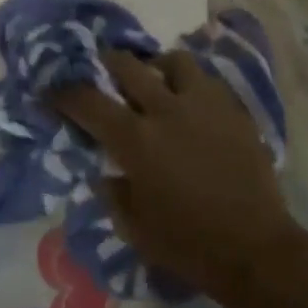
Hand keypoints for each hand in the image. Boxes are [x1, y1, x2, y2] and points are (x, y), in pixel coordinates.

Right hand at [51, 50, 305, 303]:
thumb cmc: (187, 244)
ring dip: (158, 66)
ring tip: (156, 80)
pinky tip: (192, 104)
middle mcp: (167, 109)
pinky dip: (192, 85)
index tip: (53, 89)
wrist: (254, 247)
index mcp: (136, 140)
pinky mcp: (233, 109)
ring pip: (175, 60)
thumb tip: (105, 170)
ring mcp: (204, 104)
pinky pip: (207, 81)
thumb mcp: (134, 227)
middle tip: (103, 68)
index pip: (89, 102)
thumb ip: (113, 191)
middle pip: (129, 66)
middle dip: (108, 62)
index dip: (66, 93)